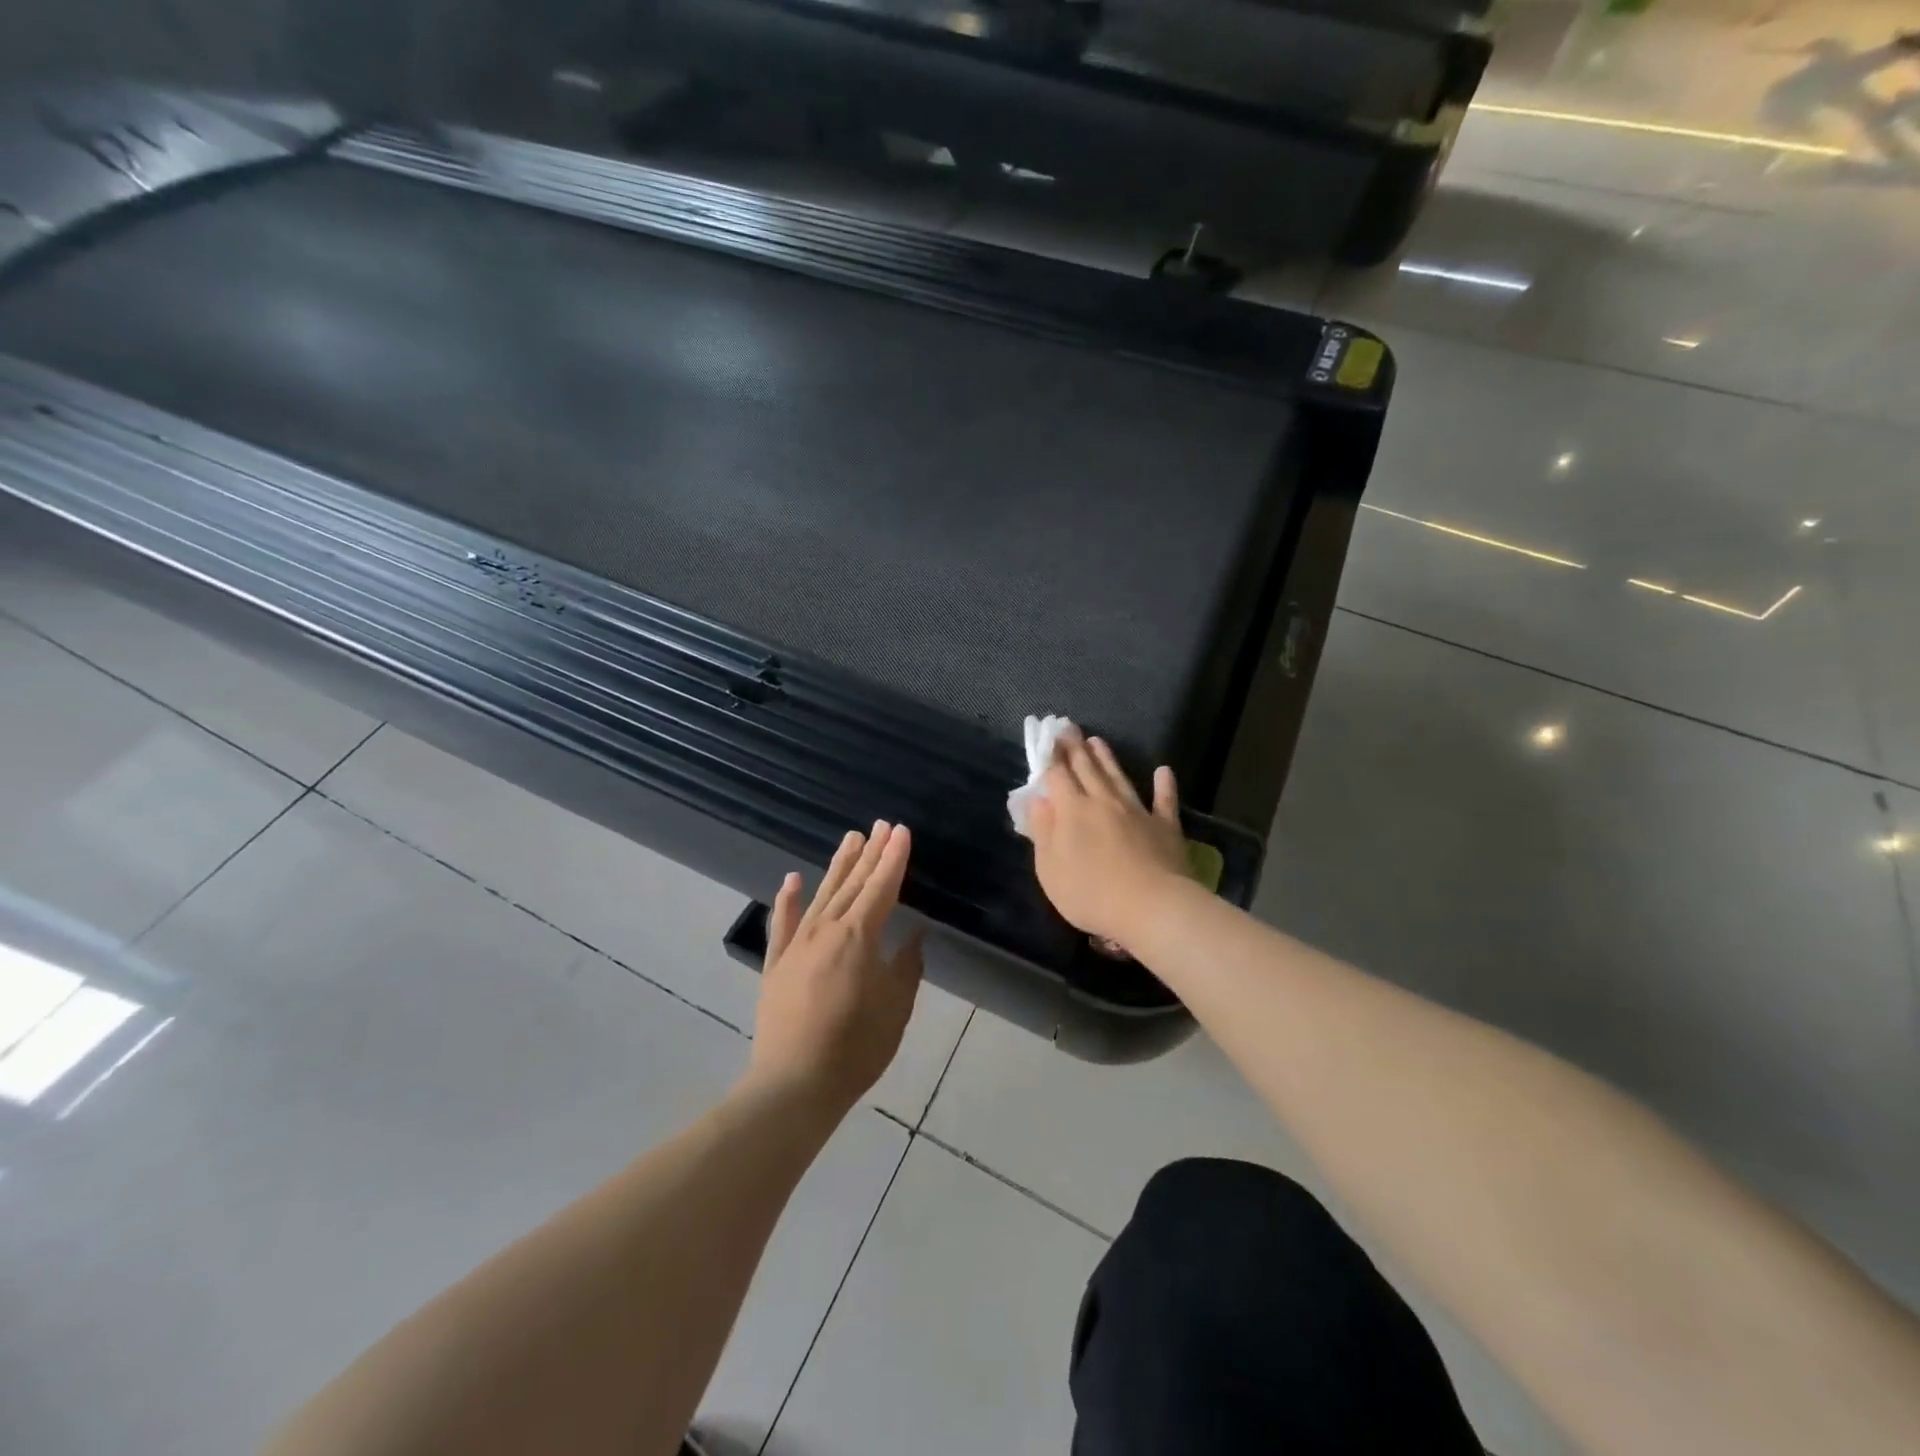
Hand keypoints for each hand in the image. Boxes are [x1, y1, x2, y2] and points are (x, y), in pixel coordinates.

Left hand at [746, 822, 923, 1116]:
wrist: (794, 1084)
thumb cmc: (856, 1047)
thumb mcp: (896, 1008)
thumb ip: (906, 967)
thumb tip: (914, 935)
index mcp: (859, 936)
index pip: (882, 887)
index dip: (894, 859)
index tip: (902, 832)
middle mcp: (826, 929)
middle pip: (853, 883)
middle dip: (870, 853)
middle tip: (880, 825)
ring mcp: (796, 945)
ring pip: (821, 894)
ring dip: (837, 865)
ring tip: (850, 838)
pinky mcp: (775, 964)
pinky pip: (782, 924)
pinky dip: (787, 900)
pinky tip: (791, 879)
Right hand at [1028, 729, 1189, 951]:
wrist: (1152, 907)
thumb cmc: (1091, 894)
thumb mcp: (1050, 869)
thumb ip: (1043, 832)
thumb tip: (1038, 800)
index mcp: (1072, 811)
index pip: (1057, 776)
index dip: (1050, 757)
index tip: (1046, 738)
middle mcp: (1103, 801)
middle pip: (1086, 769)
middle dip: (1075, 748)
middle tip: (1068, 727)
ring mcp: (1137, 811)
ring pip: (1118, 777)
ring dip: (1107, 758)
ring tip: (1097, 741)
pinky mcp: (1165, 826)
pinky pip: (1164, 800)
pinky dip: (1164, 785)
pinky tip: (1163, 771)